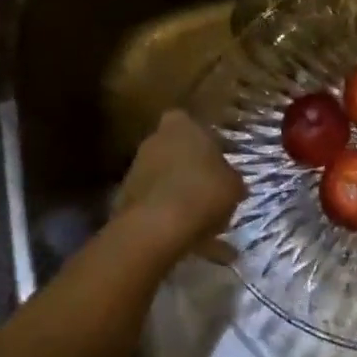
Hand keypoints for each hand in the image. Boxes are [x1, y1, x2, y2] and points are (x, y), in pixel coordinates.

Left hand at [112, 110, 244, 265]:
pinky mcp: (122, 198)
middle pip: (173, 149)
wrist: (156, 228)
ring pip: (161, 176)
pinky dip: (164, 213)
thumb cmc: (203, 192)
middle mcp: (153, 140)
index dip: (203, 142)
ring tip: (197, 217)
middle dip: (187, 166)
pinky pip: (151, 202)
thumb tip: (228, 180)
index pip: (190, 123)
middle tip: (207, 187)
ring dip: (175, 191)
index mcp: (181, 126)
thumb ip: (229, 177)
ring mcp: (134, 168)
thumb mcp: (234, 185)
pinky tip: (182, 233)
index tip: (215, 160)